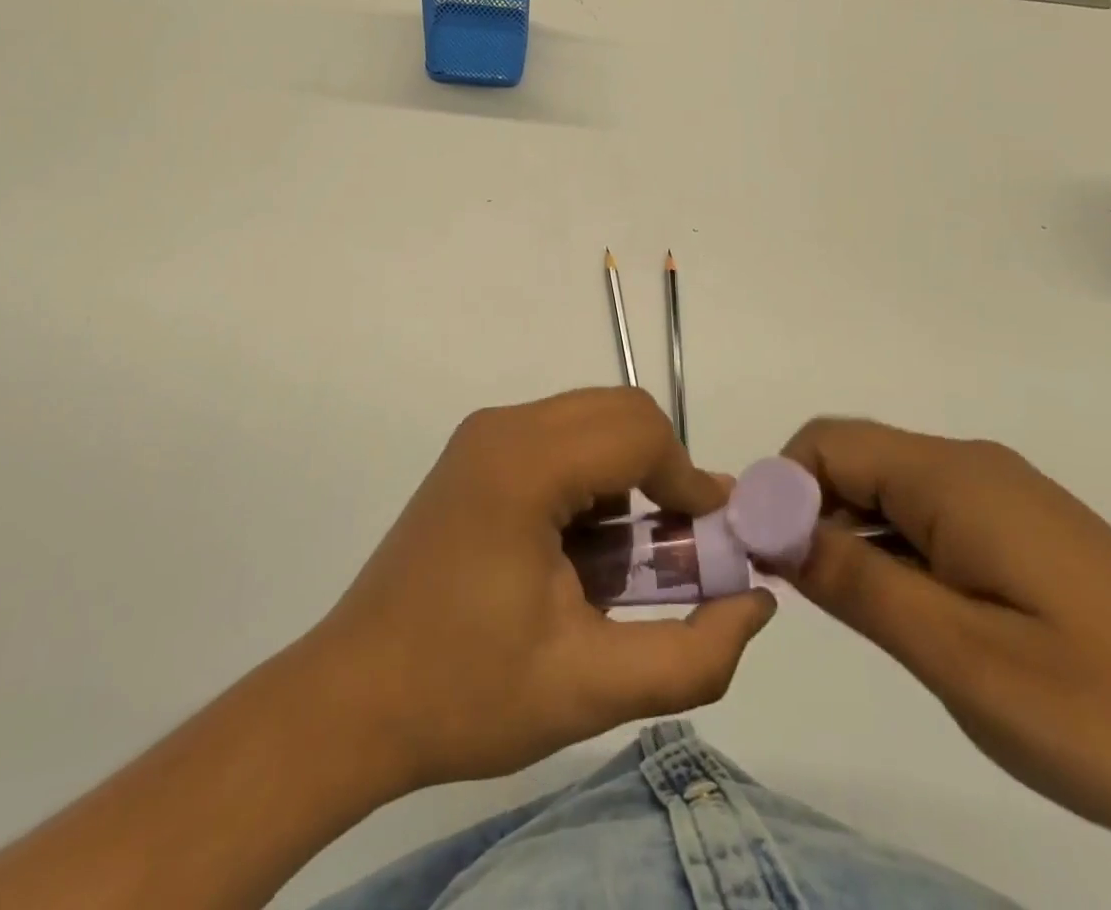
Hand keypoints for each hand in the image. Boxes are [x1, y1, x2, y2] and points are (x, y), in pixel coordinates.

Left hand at [308, 388, 776, 792]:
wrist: (353, 698)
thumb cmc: (466, 692)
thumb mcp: (591, 687)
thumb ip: (692, 653)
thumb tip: (756, 603)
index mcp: (525, 464)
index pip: (640, 432)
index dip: (691, 482)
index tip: (713, 545)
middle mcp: (503, 427)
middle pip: (619, 412)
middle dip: (665, 471)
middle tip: (680, 549)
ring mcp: (483, 436)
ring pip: (591, 421)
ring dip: (629, 476)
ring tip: (631, 560)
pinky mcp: (474, 455)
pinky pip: (558, 439)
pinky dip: (593, 478)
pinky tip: (583, 550)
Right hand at [778, 418, 1110, 855]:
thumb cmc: (1110, 709)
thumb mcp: (959, 655)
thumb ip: (855, 580)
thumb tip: (770, 528)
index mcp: (950, 478)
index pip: (826, 444)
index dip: (777, 488)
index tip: (758, 556)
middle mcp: (968, 467)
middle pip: (851, 460)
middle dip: (803, 511)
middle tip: (789, 589)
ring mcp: (998, 497)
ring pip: (885, 489)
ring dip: (844, 533)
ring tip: (842, 608)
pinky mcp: (1019, 529)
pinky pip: (925, 516)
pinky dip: (889, 548)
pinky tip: (904, 610)